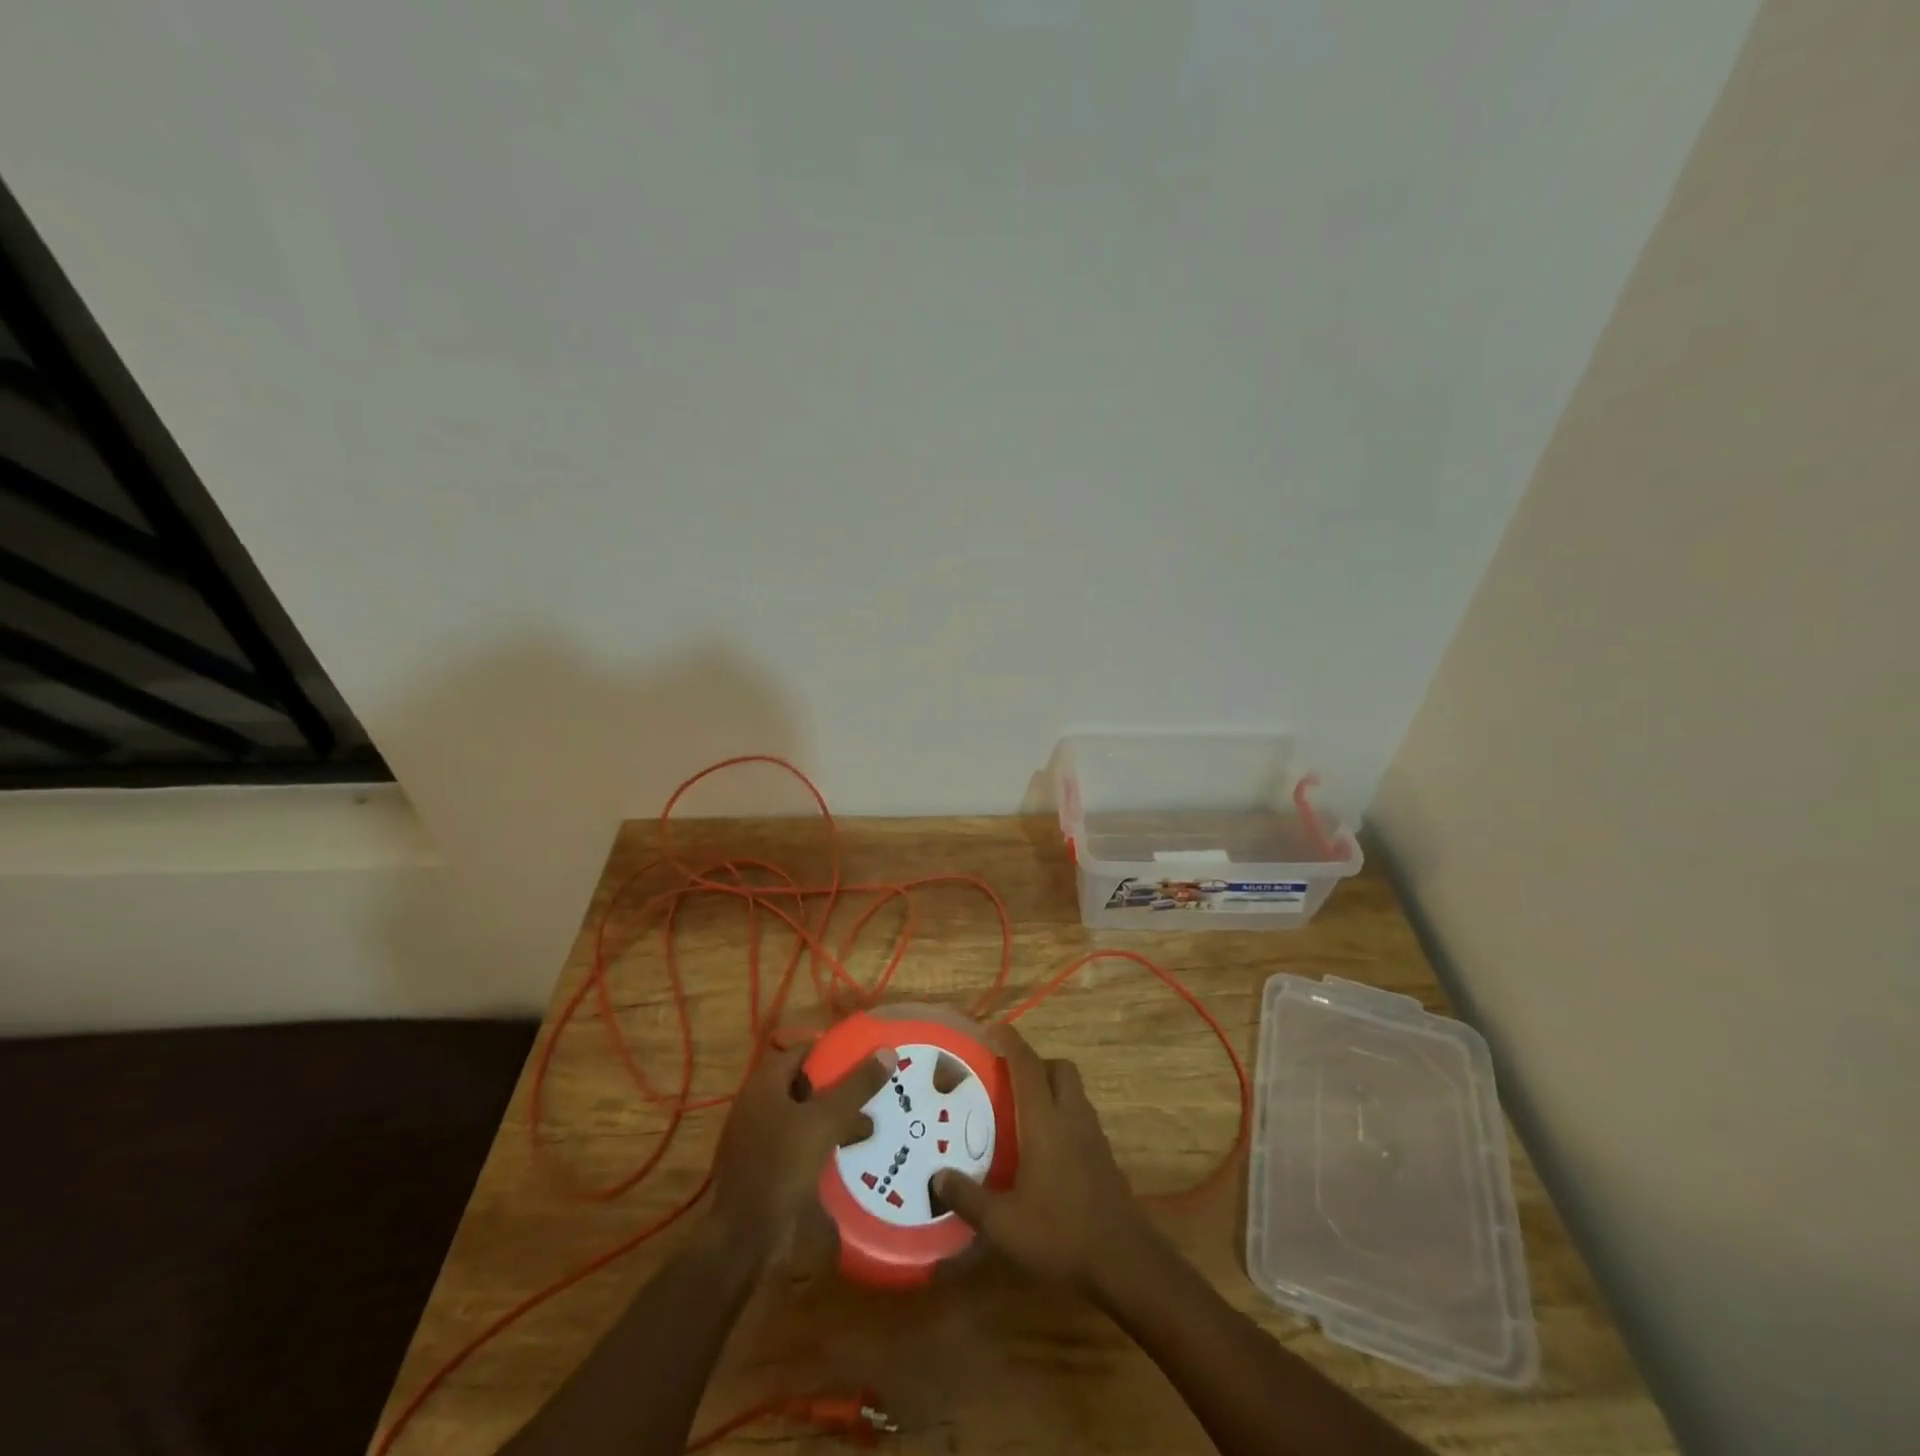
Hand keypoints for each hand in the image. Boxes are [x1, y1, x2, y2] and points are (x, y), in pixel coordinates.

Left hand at [710, 1040, 891, 1259]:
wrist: (743, 1239)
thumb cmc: (781, 1166)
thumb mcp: (825, 1121)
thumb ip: (856, 1086)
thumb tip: (887, 1051)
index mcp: (766, 1083)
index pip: (803, 1050)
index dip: (833, 1049)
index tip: (865, 1055)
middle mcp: (759, 1103)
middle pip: (805, 1082)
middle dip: (839, 1086)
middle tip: (874, 1089)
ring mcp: (759, 1136)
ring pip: (804, 1115)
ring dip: (834, 1117)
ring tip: (871, 1124)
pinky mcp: (765, 1166)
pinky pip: (799, 1142)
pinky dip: (823, 1142)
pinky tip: (849, 1153)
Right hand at [933, 1024, 1153, 1290]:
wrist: (1125, 1261)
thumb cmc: (1060, 1233)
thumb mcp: (1004, 1224)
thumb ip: (968, 1198)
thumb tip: (937, 1177)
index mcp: (1045, 1121)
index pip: (1027, 1066)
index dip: (1011, 1042)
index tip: (993, 1028)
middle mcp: (1072, 1117)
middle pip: (1059, 1068)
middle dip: (1036, 1063)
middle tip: (1008, 1079)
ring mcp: (1093, 1136)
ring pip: (1074, 1091)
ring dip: (1051, 1088)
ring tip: (1024, 1112)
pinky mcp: (1104, 1156)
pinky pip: (1081, 1117)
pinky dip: (1063, 1115)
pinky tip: (1046, 1148)